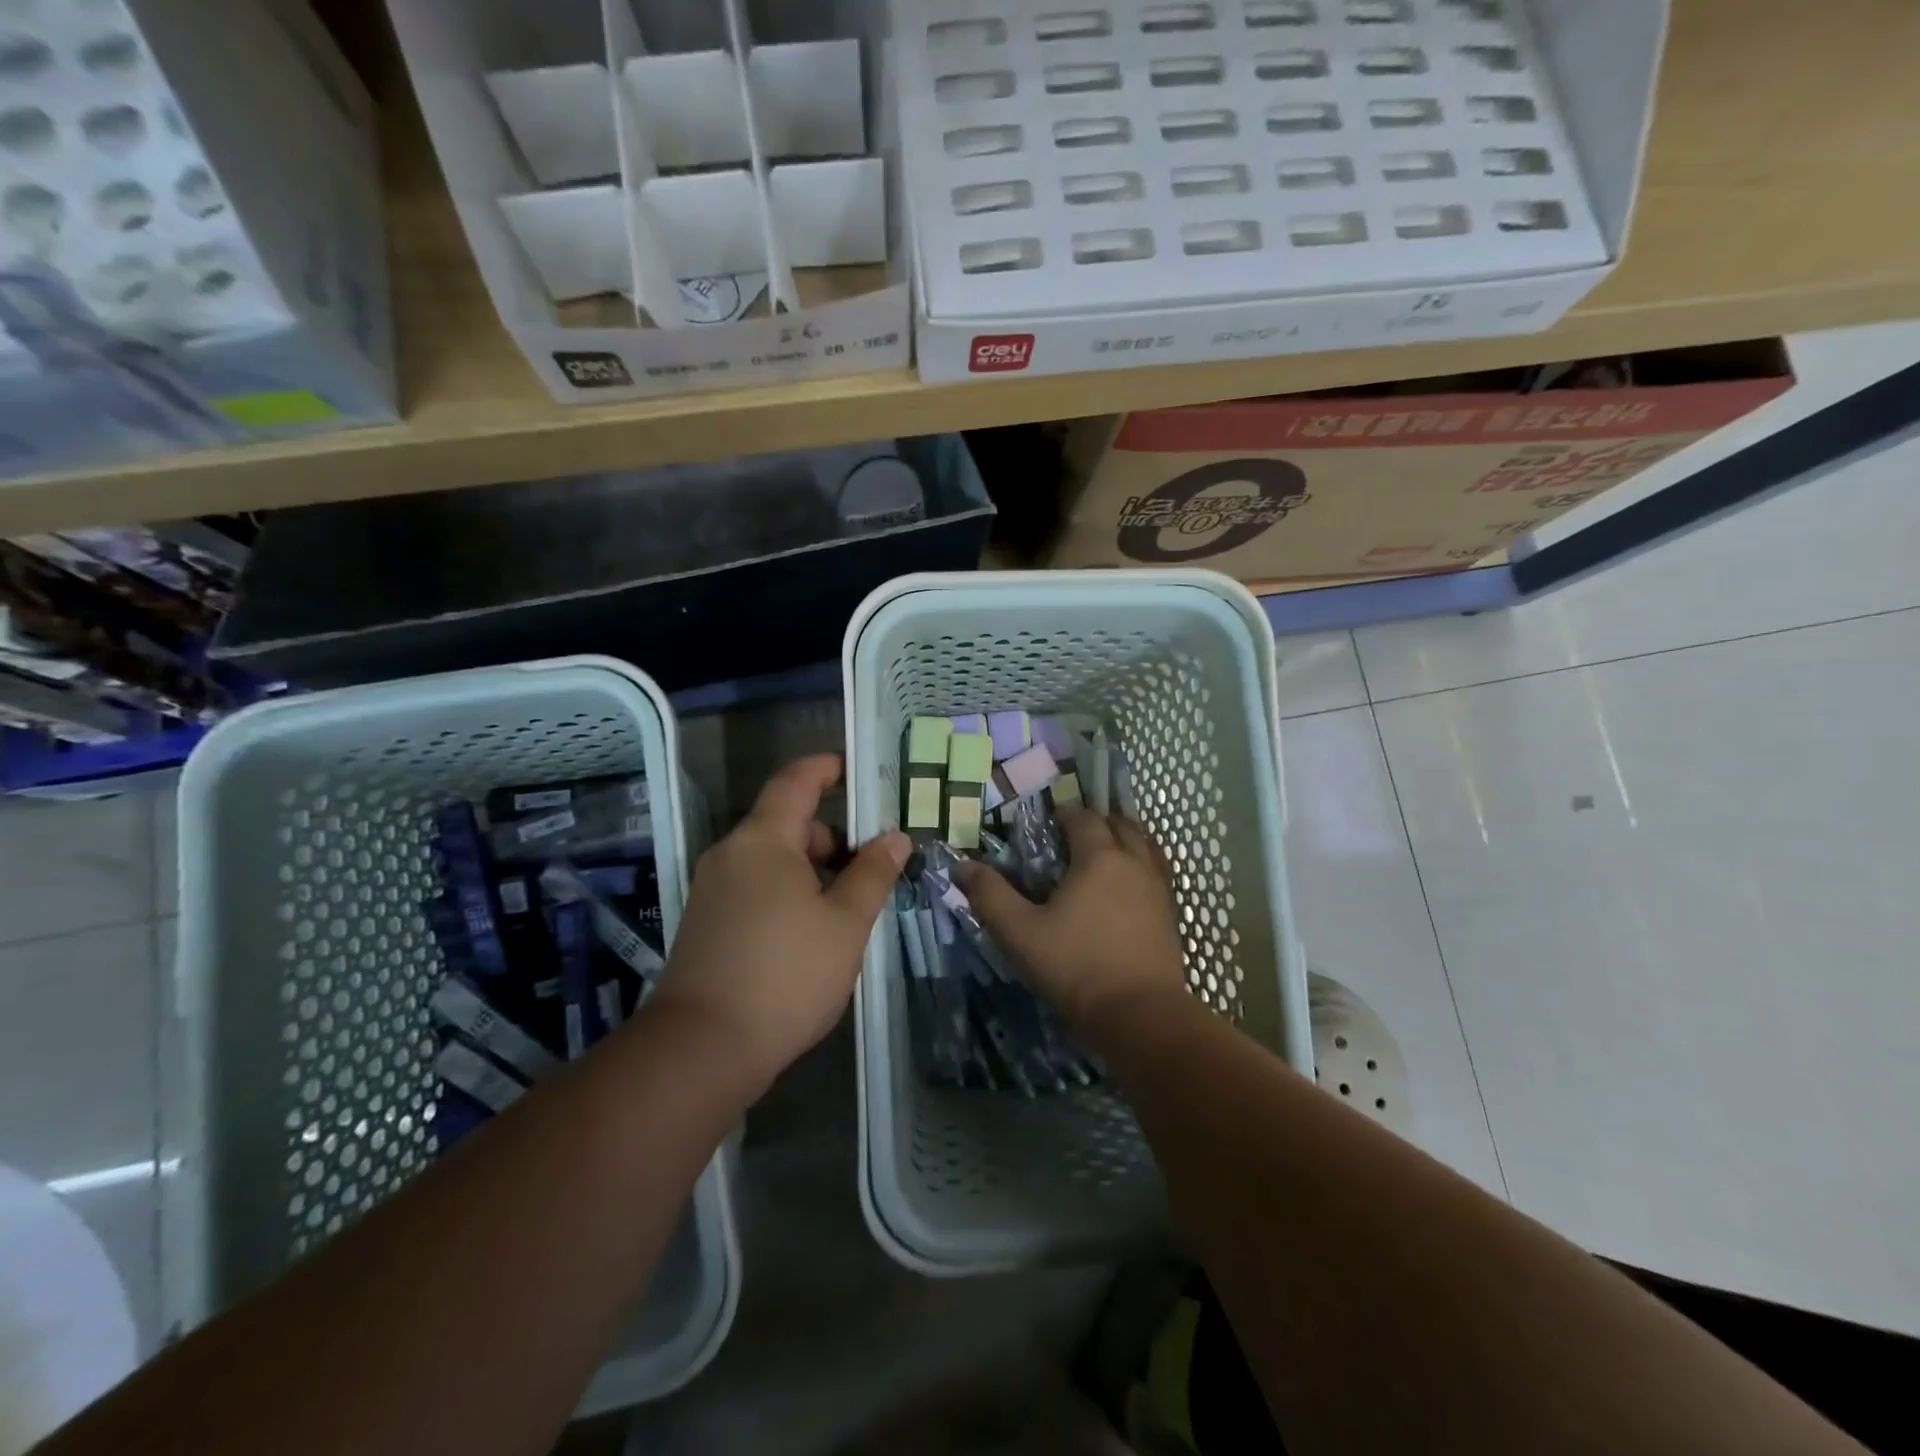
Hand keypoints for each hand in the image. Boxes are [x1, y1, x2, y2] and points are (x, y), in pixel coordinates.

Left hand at [648, 754, 909, 1088]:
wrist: (701, 1050)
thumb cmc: (785, 976)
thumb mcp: (846, 924)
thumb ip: (872, 874)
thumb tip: (894, 837)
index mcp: (763, 840)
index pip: (795, 781)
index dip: (826, 768)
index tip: (856, 771)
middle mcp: (731, 854)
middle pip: (786, 823)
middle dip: (831, 837)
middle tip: (872, 866)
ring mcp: (712, 889)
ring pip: (771, 859)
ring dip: (812, 869)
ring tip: (848, 907)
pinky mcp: (706, 922)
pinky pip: (754, 886)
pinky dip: (787, 891)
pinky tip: (811, 933)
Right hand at [954, 808, 1188, 1031]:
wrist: (1141, 1016)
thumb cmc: (1076, 968)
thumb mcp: (1020, 933)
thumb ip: (990, 895)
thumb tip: (961, 865)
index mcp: (1099, 857)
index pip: (1083, 817)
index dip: (1064, 814)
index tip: (1046, 824)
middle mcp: (1134, 862)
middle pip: (1120, 824)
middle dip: (1097, 822)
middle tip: (1072, 838)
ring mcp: (1158, 888)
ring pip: (1145, 845)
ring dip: (1123, 840)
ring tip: (1101, 856)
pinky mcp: (1170, 914)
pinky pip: (1157, 872)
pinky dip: (1141, 866)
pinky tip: (1126, 889)